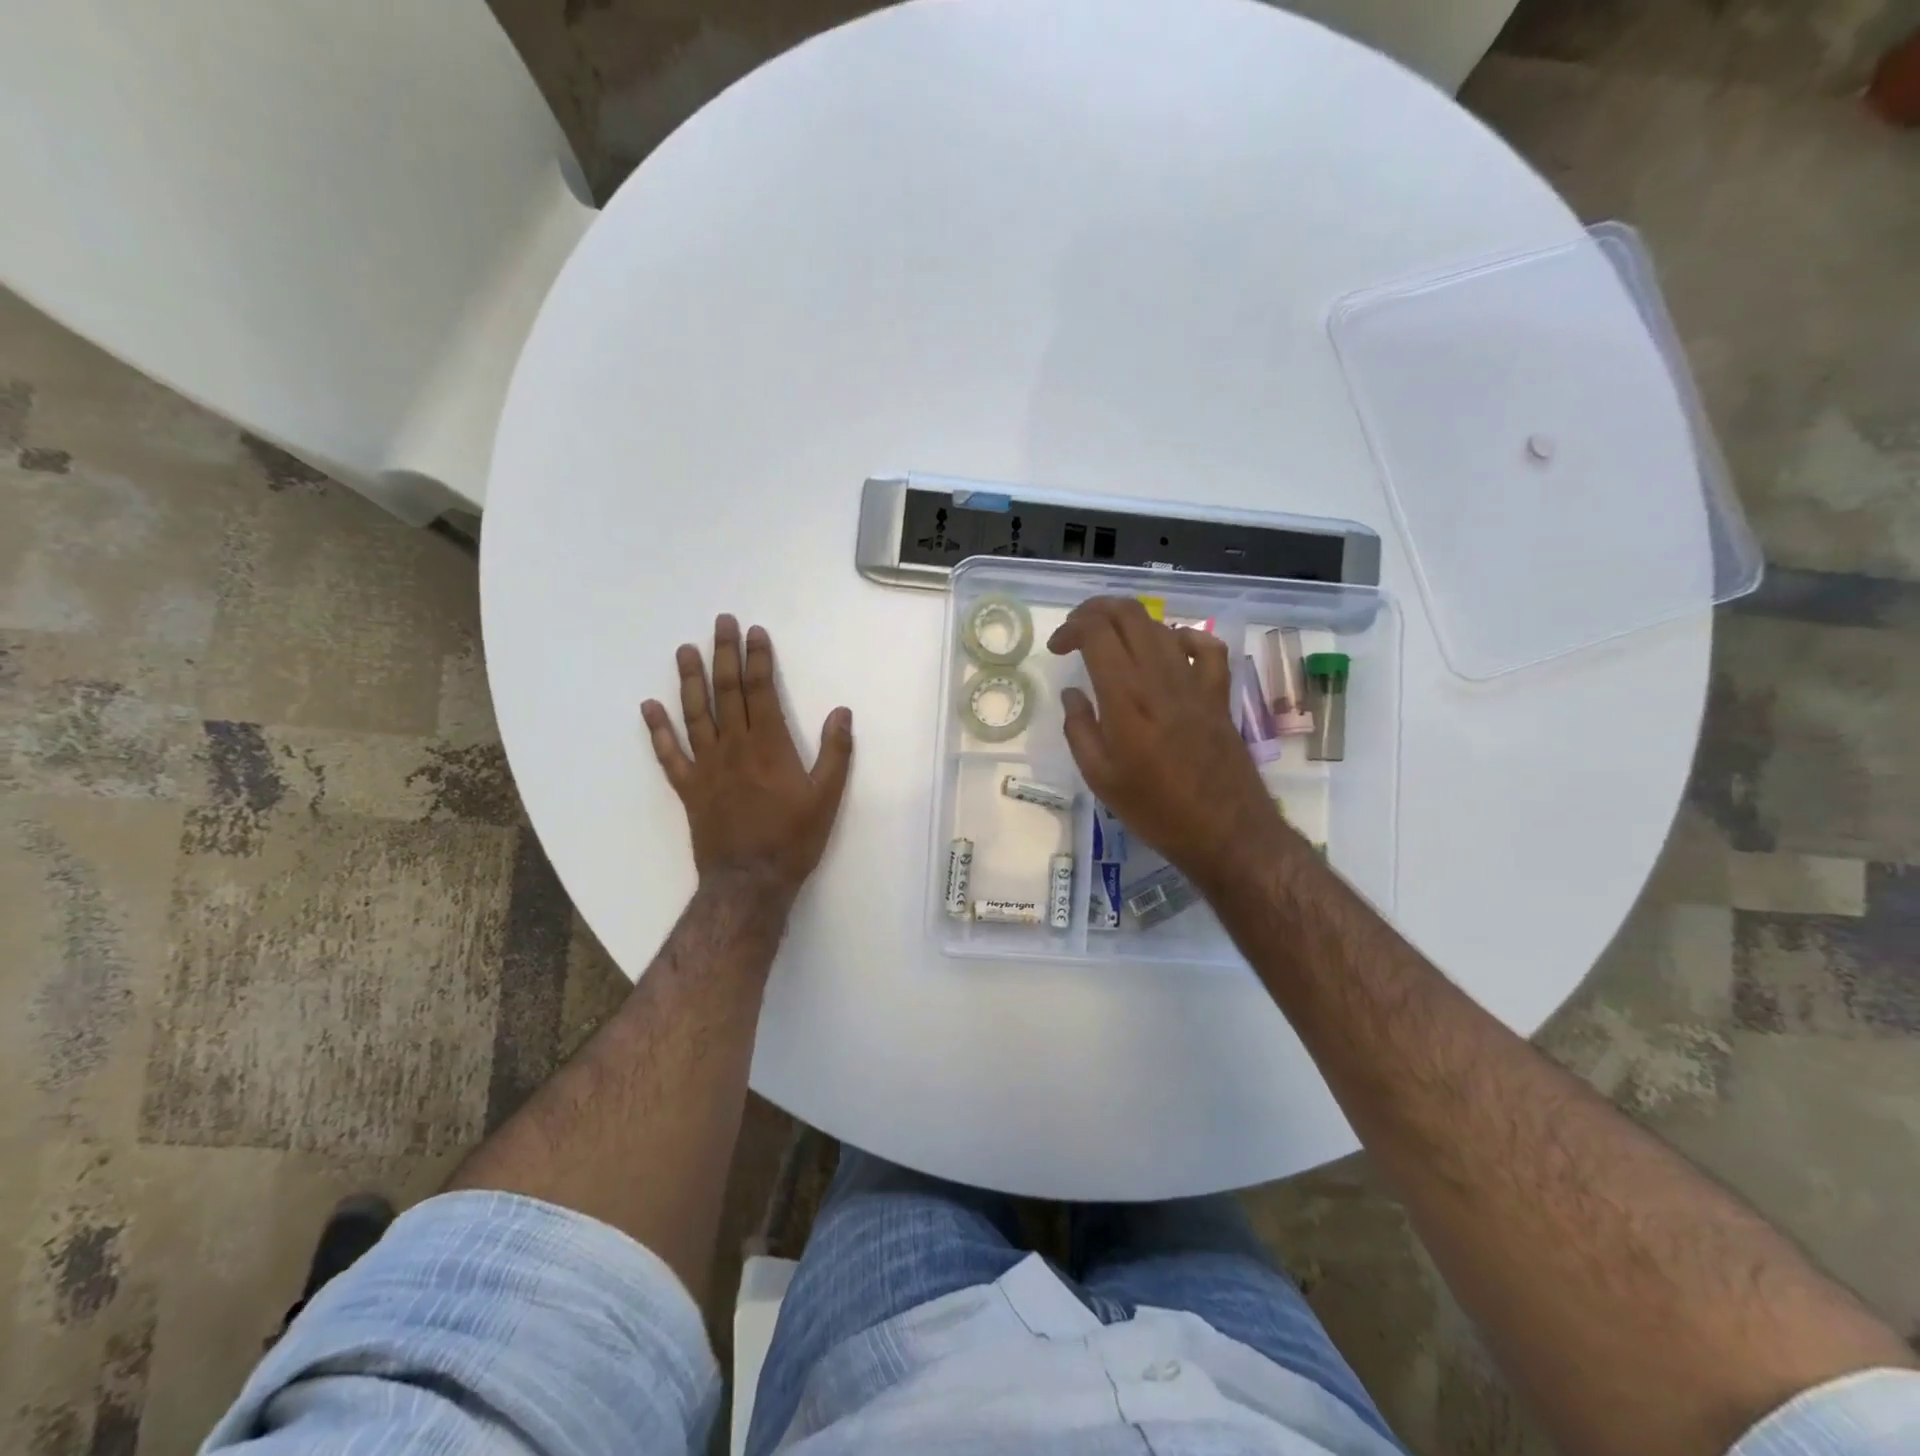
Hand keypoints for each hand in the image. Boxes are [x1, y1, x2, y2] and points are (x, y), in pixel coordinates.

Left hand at [642, 615, 853, 902]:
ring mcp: (707, 766)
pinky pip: (669, 754)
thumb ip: (836, 753)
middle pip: (727, 692)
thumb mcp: (827, 797)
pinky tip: (648, 707)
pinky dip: (657, 730)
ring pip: (695, 714)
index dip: (758, 659)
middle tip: (720, 622)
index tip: (754, 632)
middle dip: (724, 654)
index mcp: (769, 746)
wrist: (749, 881)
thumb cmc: (793, 839)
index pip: (761, 691)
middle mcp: (734, 747)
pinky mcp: (689, 788)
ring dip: (689, 680)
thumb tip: (841, 712)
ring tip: (685, 650)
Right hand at [1048, 597, 1284, 889]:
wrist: (1225, 830)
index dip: (1071, 627)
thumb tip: (1072, 694)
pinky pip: (1206, 646)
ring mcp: (1195, 681)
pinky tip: (1169, 650)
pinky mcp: (1218, 693)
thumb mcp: (1100, 777)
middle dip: (1096, 610)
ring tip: (1111, 644)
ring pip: (1161, 625)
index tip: (1057, 648)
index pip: (1096, 631)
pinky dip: (1182, 637)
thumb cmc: (1155, 809)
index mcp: (1125, 695)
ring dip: (1129, 623)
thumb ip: (1080, 729)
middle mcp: (1160, 676)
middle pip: (1129, 614)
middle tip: (1077, 631)